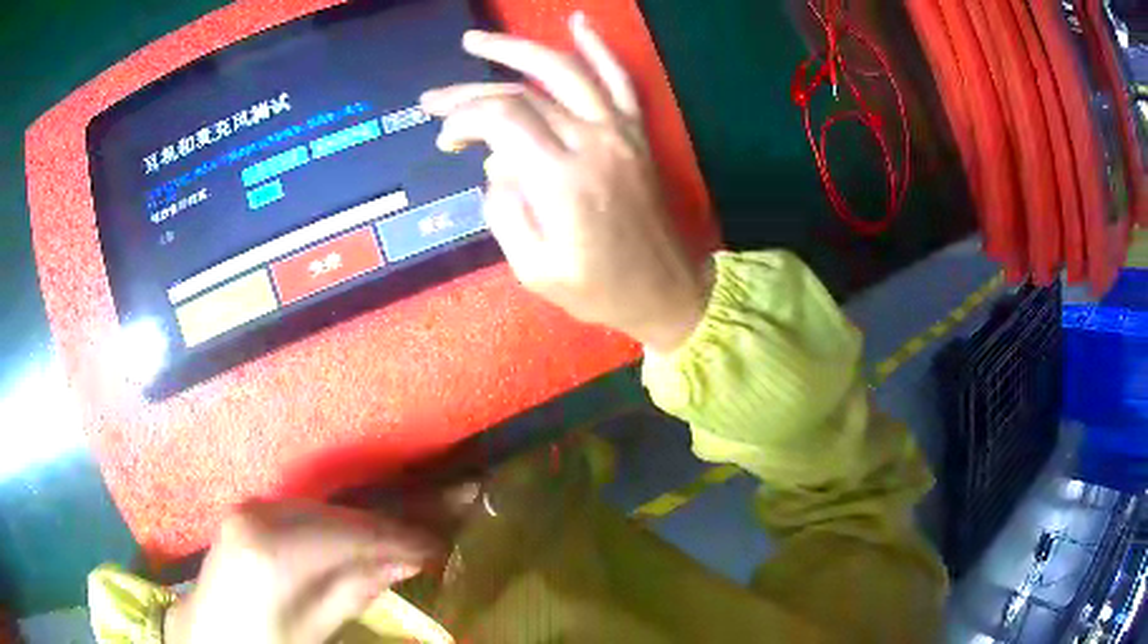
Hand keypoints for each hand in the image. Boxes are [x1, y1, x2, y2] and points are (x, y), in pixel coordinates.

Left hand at [163, 500, 442, 643]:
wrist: (207, 635)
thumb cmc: (262, 643)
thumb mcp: (314, 629)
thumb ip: (355, 589)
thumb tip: (404, 560)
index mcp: (274, 551)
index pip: (352, 534)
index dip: (399, 538)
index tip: (438, 546)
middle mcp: (260, 515)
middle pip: (339, 515)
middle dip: (385, 529)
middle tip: (425, 544)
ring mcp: (250, 507)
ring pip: (323, 510)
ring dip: (361, 527)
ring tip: (397, 544)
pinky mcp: (247, 511)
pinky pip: (303, 512)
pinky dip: (334, 526)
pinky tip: (354, 541)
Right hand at [421, 13, 712, 352]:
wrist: (666, 291)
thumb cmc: (599, 290)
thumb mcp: (534, 270)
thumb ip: (504, 213)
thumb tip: (495, 168)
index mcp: (562, 180)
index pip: (501, 119)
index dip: (464, 119)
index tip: (447, 139)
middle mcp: (591, 143)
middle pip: (522, 93)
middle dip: (471, 91)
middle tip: (434, 98)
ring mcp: (619, 132)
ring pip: (565, 71)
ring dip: (518, 49)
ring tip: (478, 41)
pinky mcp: (636, 133)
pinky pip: (619, 80)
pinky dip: (598, 47)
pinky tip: (578, 22)